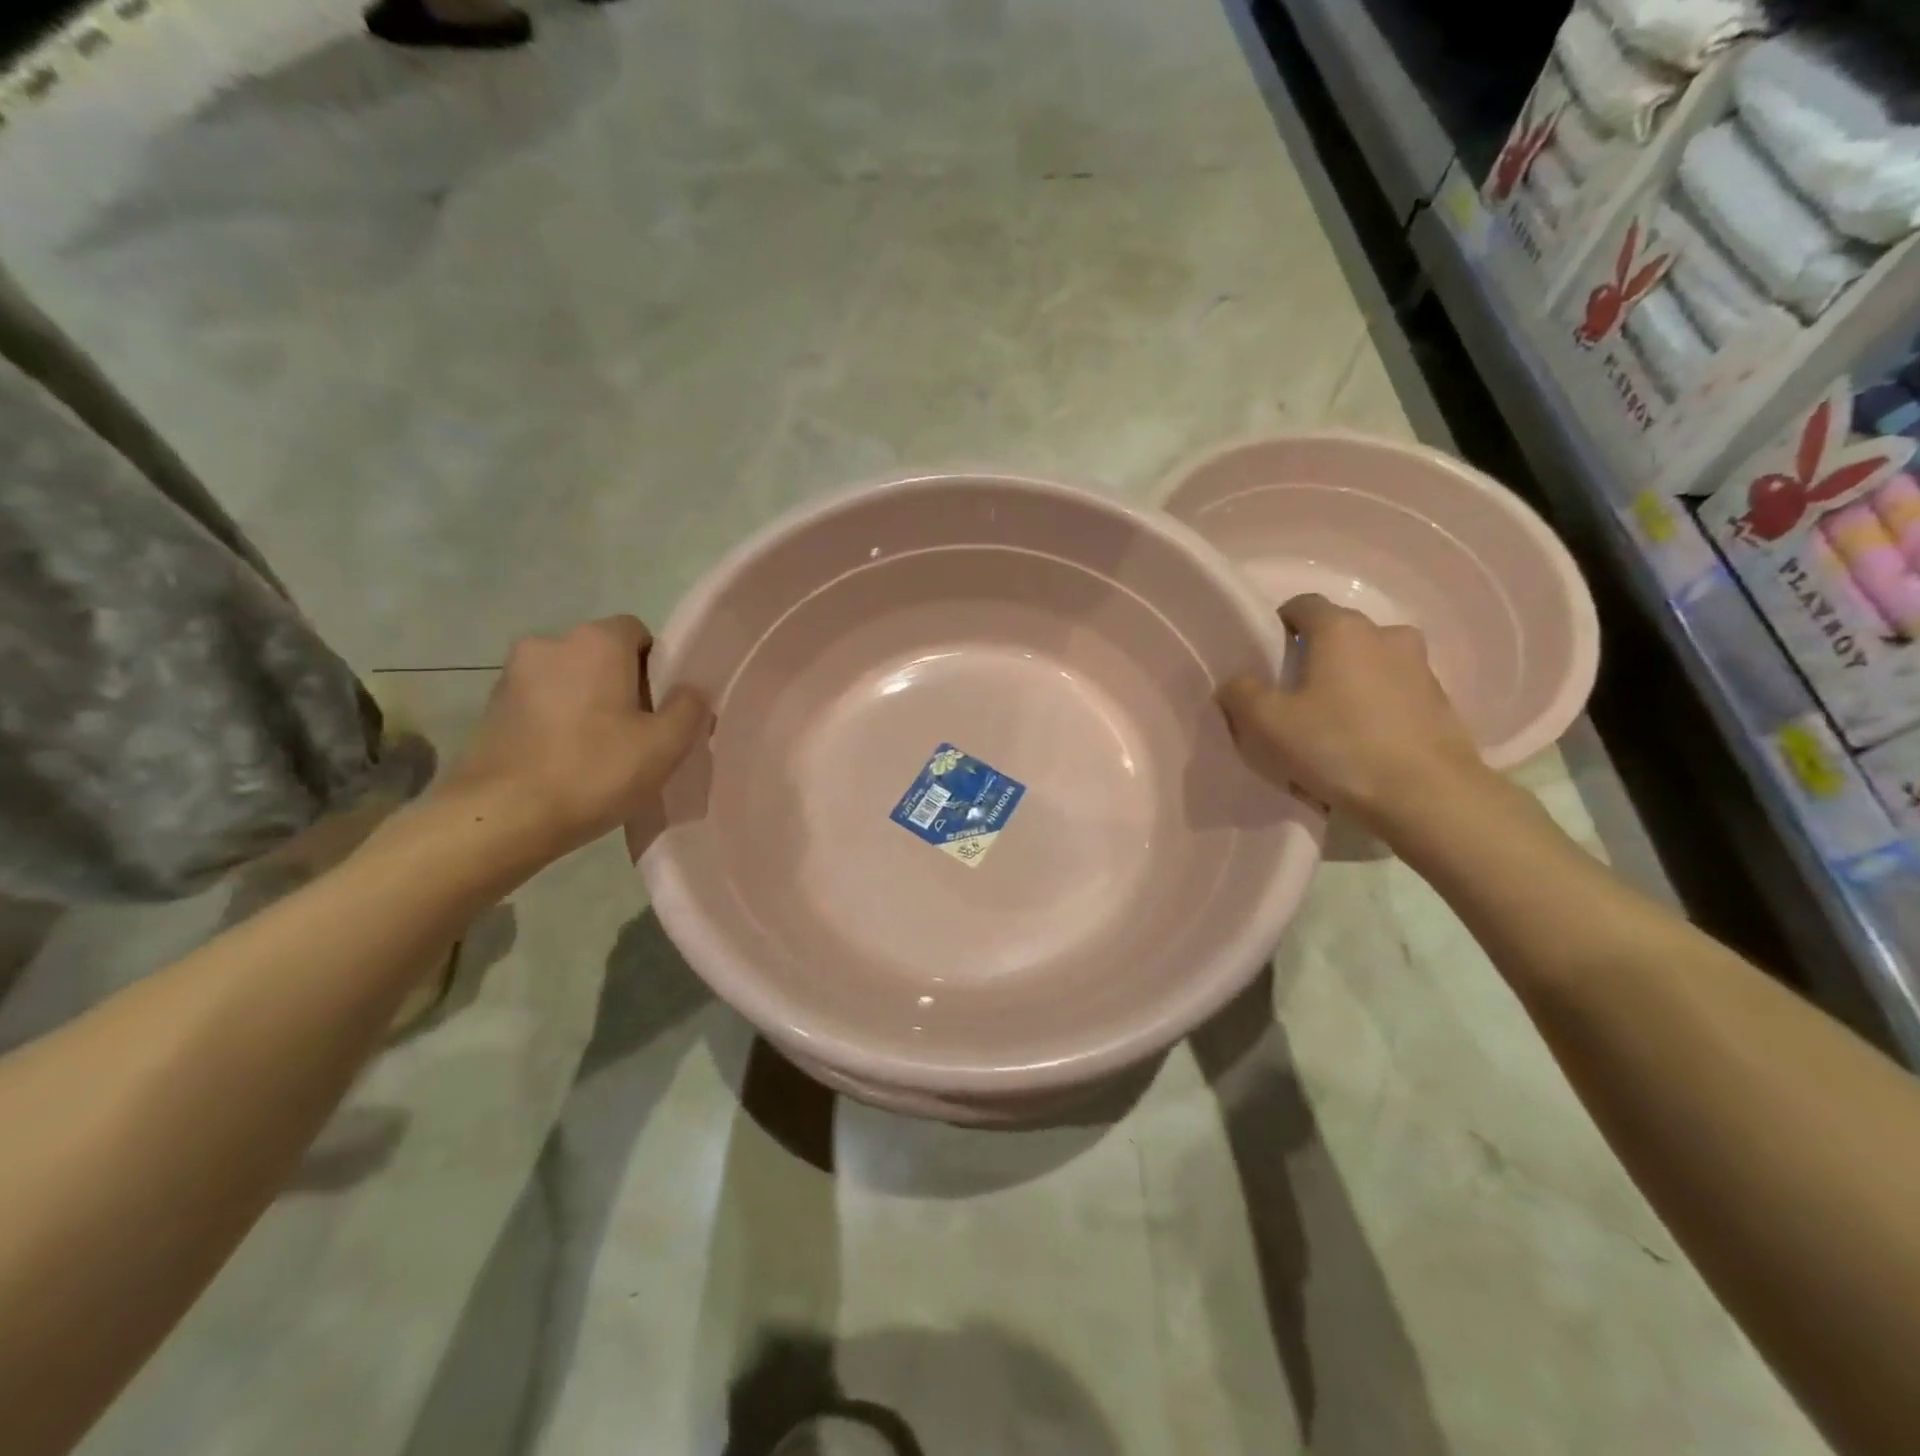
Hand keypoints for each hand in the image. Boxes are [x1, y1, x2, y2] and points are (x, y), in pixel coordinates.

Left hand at [441, 616, 710, 854]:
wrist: (501, 817)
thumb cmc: (594, 772)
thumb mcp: (665, 745)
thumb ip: (689, 707)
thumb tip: (691, 689)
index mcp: (596, 642)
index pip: (638, 632)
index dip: (657, 667)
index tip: (661, 708)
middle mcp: (550, 643)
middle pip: (602, 655)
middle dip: (622, 685)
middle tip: (637, 733)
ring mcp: (512, 674)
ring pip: (570, 679)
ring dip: (587, 703)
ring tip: (598, 752)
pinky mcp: (490, 707)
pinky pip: (541, 702)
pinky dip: (557, 721)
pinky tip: (565, 761)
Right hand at [1216, 594, 1486, 827]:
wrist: (1427, 796)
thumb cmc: (1338, 747)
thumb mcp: (1267, 724)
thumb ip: (1241, 694)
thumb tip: (1236, 682)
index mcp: (1341, 629)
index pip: (1303, 604)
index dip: (1279, 625)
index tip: (1266, 657)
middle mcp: (1385, 634)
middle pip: (1339, 633)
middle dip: (1314, 655)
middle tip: (1293, 694)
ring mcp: (1420, 667)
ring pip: (1370, 662)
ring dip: (1349, 680)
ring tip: (1331, 721)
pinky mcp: (1440, 701)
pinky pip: (1395, 692)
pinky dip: (1376, 706)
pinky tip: (1362, 742)